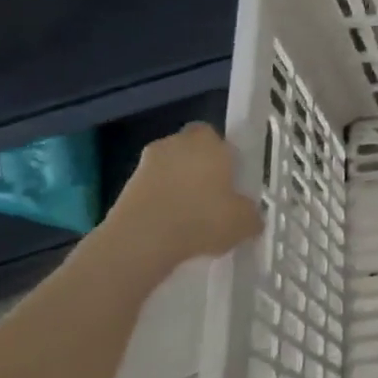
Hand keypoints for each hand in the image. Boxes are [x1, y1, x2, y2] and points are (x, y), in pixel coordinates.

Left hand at [104, 122, 261, 270]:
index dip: (223, 154)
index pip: (216, 136)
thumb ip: (251, 216)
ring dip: (176, 185)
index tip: (229, 177)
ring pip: (168, 169)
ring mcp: (147, 164)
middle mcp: (177, 144)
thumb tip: (252, 218)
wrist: (141, 241)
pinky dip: (158, 203)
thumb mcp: (243, 223)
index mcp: (210, 143)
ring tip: (188, 217)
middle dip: (198, 167)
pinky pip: (150, 190)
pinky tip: (168, 228)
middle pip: (190, 149)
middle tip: (211, 196)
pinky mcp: (125, 187)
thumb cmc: (201, 220)